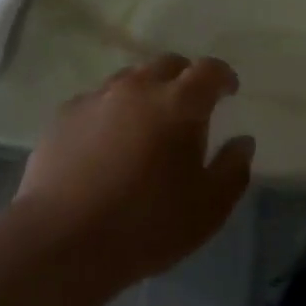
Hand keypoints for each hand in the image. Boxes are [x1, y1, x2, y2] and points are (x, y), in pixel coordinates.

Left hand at [15, 54, 253, 287]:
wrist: (62, 241)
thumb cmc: (146, 226)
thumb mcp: (208, 209)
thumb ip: (233, 169)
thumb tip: (243, 142)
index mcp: (179, 103)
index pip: (209, 70)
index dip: (223, 76)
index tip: (229, 90)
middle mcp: (138, 87)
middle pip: (168, 64)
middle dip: (185, 78)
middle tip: (189, 106)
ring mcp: (97, 97)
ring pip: (130, 78)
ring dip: (146, 92)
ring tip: (147, 123)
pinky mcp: (65, 115)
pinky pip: (97, 100)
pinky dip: (111, 111)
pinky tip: (106, 142)